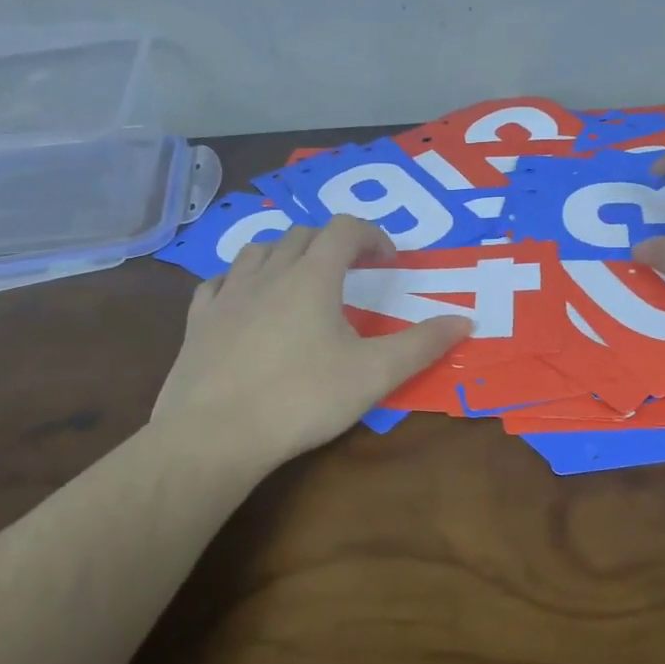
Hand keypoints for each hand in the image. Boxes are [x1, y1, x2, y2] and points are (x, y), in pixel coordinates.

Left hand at [152, 215, 470, 472]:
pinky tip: (246, 301)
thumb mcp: (373, 374)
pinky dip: (241, 280)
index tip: (389, 261)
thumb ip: (421, 345)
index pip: (344, 229)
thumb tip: (465, 321)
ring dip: (287, 254)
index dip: (372, 236)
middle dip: (332, 243)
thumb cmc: (301, 398)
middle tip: (352, 271)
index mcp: (312, 276)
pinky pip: (221, 281)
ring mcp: (228, 293)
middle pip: (303, 234)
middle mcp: (268, 272)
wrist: (215, 434)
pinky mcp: (199, 319)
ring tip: (301, 280)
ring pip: (259, 250)